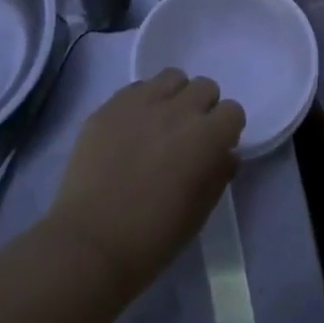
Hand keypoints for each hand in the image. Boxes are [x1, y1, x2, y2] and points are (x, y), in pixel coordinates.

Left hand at [47, 69, 245, 300]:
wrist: (90, 245)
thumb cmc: (154, 236)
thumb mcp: (201, 211)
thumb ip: (219, 173)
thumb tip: (224, 154)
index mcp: (207, 137)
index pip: (233, 111)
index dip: (226, 130)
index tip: (215, 149)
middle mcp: (178, 111)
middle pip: (204, 87)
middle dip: (203, 108)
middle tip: (187, 136)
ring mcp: (140, 104)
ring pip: (171, 77)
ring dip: (174, 96)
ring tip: (160, 123)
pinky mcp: (108, 108)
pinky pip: (135, 89)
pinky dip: (141, 102)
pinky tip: (131, 129)